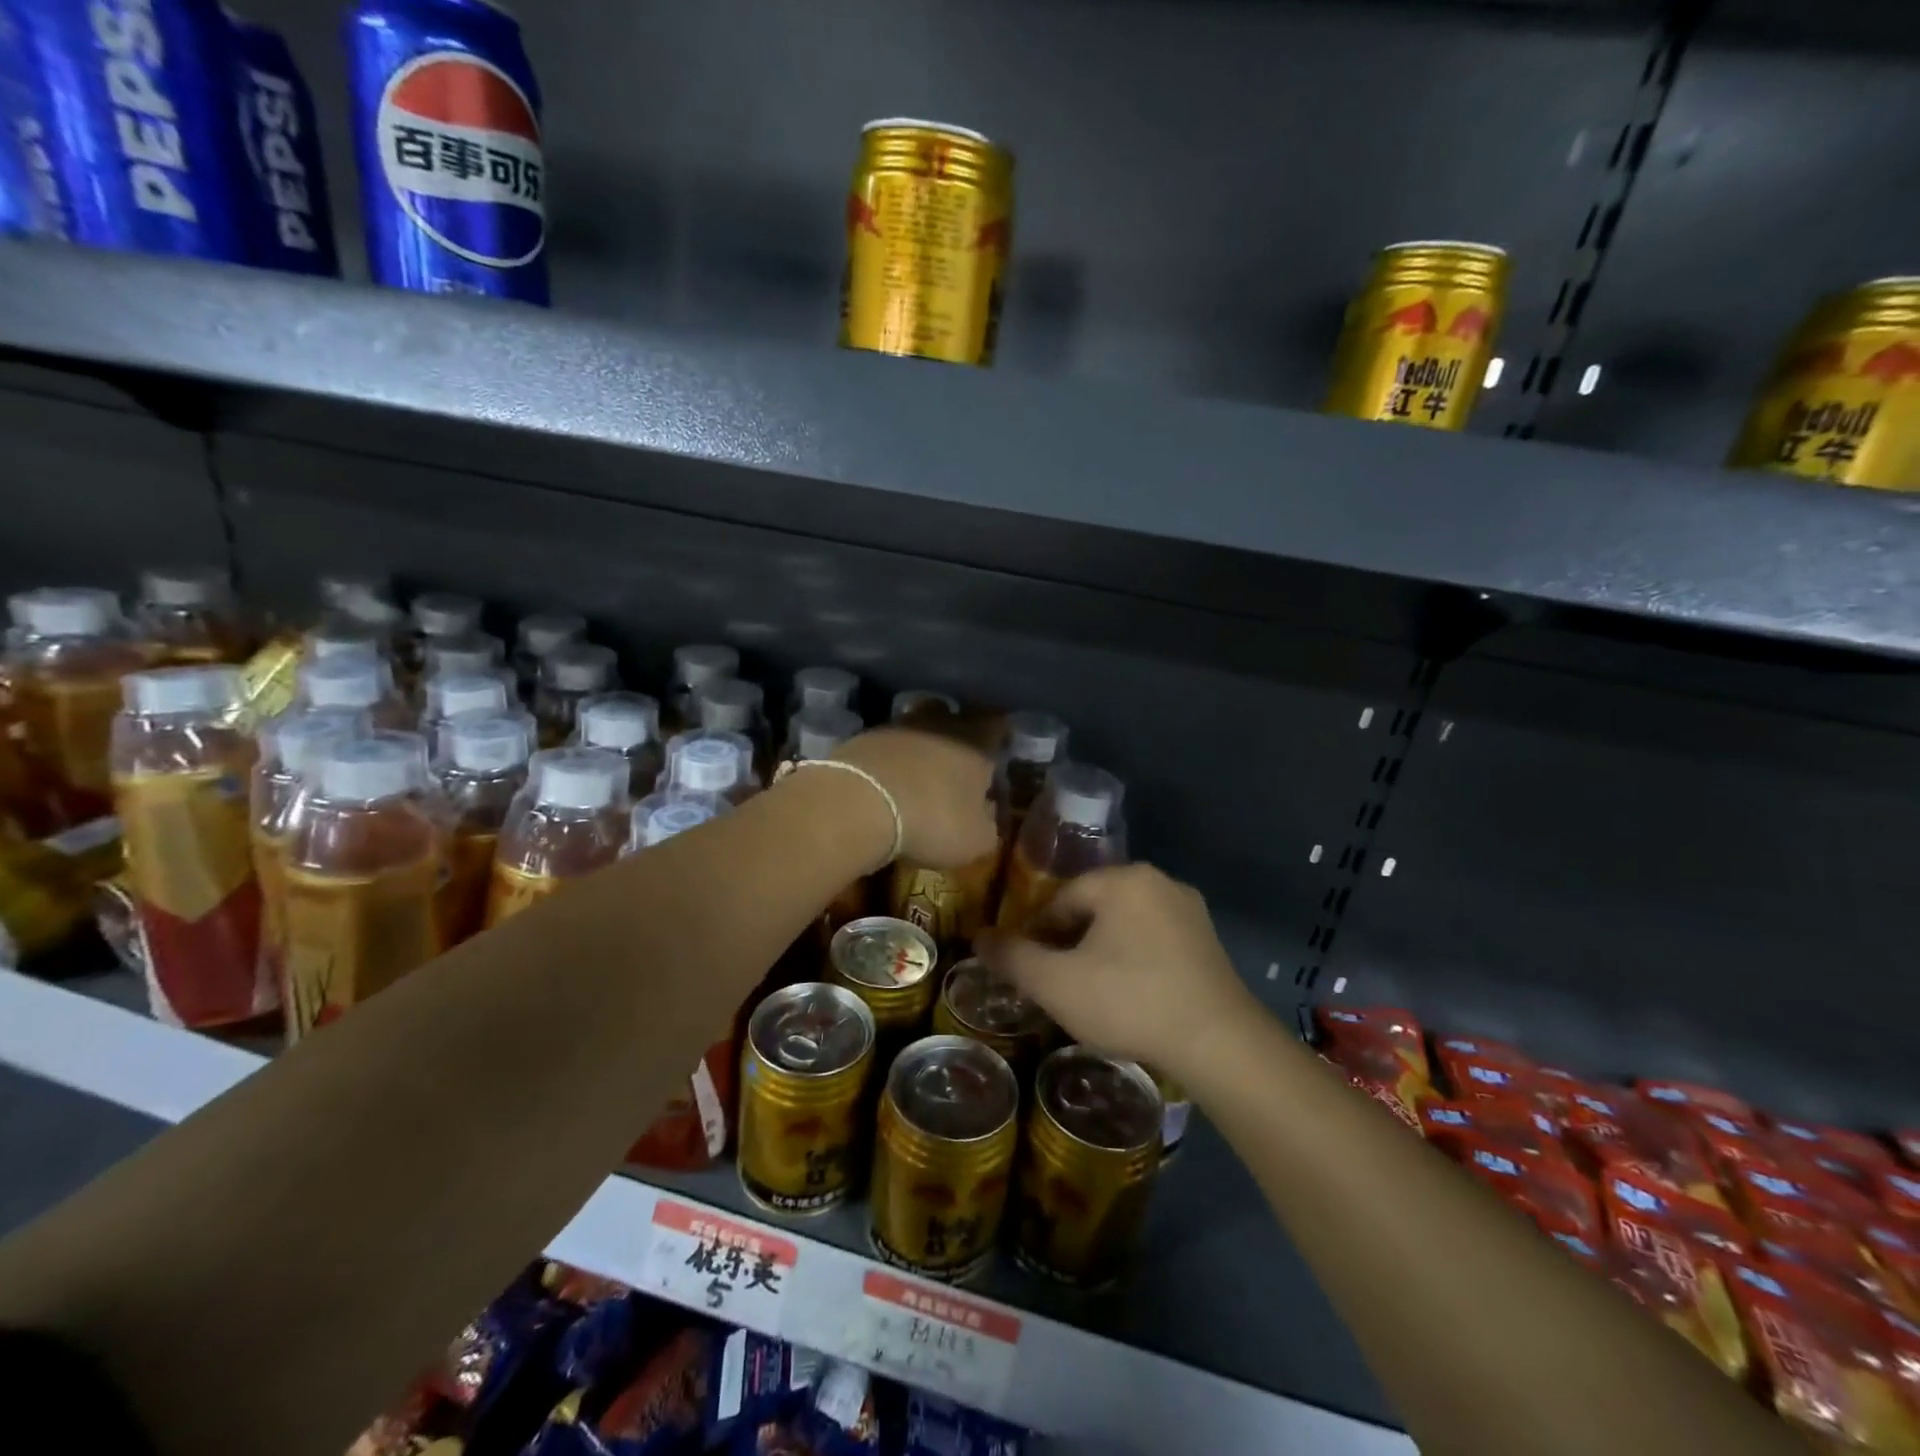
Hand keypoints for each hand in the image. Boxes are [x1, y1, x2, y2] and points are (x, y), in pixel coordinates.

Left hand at [833, 728, 997, 870]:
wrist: (859, 805)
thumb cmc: (932, 820)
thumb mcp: (975, 840)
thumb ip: (988, 826)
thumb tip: (986, 816)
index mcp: (975, 741)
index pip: (997, 723)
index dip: (1000, 734)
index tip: (1000, 747)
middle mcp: (939, 722)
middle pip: (952, 714)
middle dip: (956, 731)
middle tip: (957, 758)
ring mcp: (896, 726)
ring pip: (915, 725)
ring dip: (919, 745)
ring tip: (918, 772)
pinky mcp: (861, 738)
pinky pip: (884, 744)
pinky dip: (888, 759)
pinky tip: (886, 782)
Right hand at [976, 863, 1256, 1077]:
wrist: (1220, 1043)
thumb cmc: (1129, 1001)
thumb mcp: (1057, 984)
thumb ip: (1012, 957)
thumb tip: (978, 937)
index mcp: (1121, 879)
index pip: (1060, 899)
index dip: (1036, 934)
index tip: (1028, 969)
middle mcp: (1158, 880)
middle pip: (1093, 908)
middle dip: (1069, 943)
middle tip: (1056, 983)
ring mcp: (1189, 910)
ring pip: (1124, 925)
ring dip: (1101, 952)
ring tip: (1090, 993)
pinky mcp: (1209, 941)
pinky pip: (1154, 940)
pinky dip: (1134, 961)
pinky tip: (1130, 996)